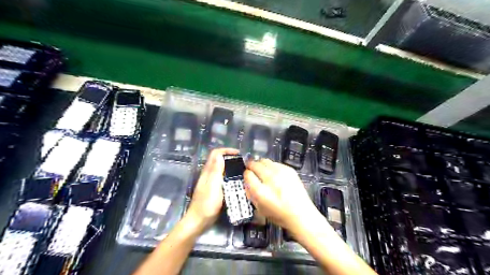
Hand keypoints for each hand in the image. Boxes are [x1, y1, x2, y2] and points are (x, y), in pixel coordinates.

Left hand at [185, 148, 238, 229]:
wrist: (199, 221)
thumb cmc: (207, 204)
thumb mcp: (213, 186)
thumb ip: (216, 171)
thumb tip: (220, 155)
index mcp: (208, 171)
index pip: (216, 154)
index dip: (226, 150)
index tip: (238, 154)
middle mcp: (208, 174)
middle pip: (218, 159)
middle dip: (230, 157)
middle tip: (243, 162)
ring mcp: (210, 182)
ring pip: (221, 168)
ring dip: (230, 166)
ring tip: (242, 170)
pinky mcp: (214, 189)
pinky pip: (222, 177)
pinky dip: (229, 175)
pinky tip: (237, 181)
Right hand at [244, 160, 322, 234]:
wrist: (301, 214)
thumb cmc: (279, 214)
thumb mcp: (259, 208)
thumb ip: (250, 193)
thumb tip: (247, 180)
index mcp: (261, 192)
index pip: (248, 174)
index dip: (246, 175)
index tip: (247, 176)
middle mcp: (270, 179)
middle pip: (255, 164)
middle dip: (251, 166)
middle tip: (252, 170)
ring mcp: (281, 172)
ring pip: (265, 161)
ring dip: (261, 164)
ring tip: (262, 171)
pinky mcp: (289, 169)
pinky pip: (275, 163)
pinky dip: (271, 166)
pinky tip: (274, 174)